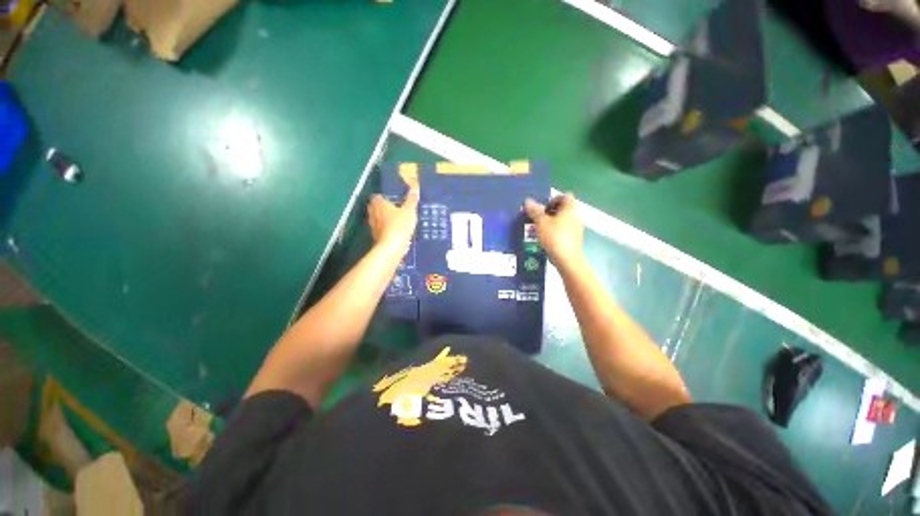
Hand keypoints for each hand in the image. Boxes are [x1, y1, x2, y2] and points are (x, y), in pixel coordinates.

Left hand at [368, 187, 418, 251]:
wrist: (393, 245)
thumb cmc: (400, 225)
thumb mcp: (410, 211)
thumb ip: (411, 201)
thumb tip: (414, 190)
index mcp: (380, 205)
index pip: (377, 197)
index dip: (381, 197)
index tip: (388, 198)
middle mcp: (374, 214)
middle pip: (373, 207)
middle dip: (379, 207)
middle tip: (389, 208)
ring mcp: (373, 226)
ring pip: (375, 219)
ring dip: (381, 218)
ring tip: (391, 220)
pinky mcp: (376, 236)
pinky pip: (379, 229)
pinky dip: (383, 229)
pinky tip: (391, 231)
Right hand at [524, 193, 583, 267]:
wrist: (567, 259)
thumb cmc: (554, 237)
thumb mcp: (541, 223)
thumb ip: (535, 211)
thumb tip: (528, 201)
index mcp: (570, 209)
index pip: (566, 196)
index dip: (554, 198)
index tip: (544, 207)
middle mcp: (576, 217)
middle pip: (565, 208)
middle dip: (551, 211)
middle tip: (539, 218)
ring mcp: (577, 229)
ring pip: (564, 220)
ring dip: (553, 222)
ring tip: (540, 229)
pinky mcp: (575, 240)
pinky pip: (565, 230)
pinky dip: (556, 231)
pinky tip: (547, 239)